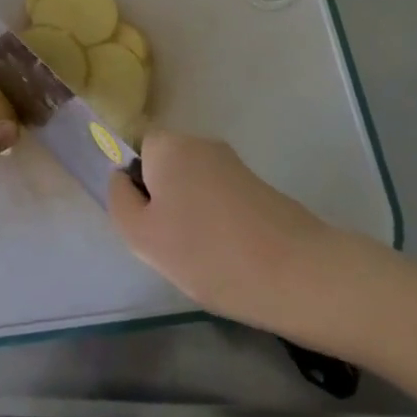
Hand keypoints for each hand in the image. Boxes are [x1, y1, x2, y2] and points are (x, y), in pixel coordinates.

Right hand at [108, 131, 334, 333]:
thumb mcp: (142, 235)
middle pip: (164, 166)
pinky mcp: (258, 187)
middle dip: (161, 201)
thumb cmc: (206, 252)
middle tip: (168, 244)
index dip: (134, 184)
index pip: (134, 149)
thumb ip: (120, 200)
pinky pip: (219, 199)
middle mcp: (200, 143)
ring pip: (191, 185)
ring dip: (189, 214)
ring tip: (200, 256)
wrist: (297, 273)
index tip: (145, 222)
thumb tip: (122, 178)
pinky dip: (216, 222)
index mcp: (168, 145)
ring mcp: (233, 164)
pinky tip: (227, 256)